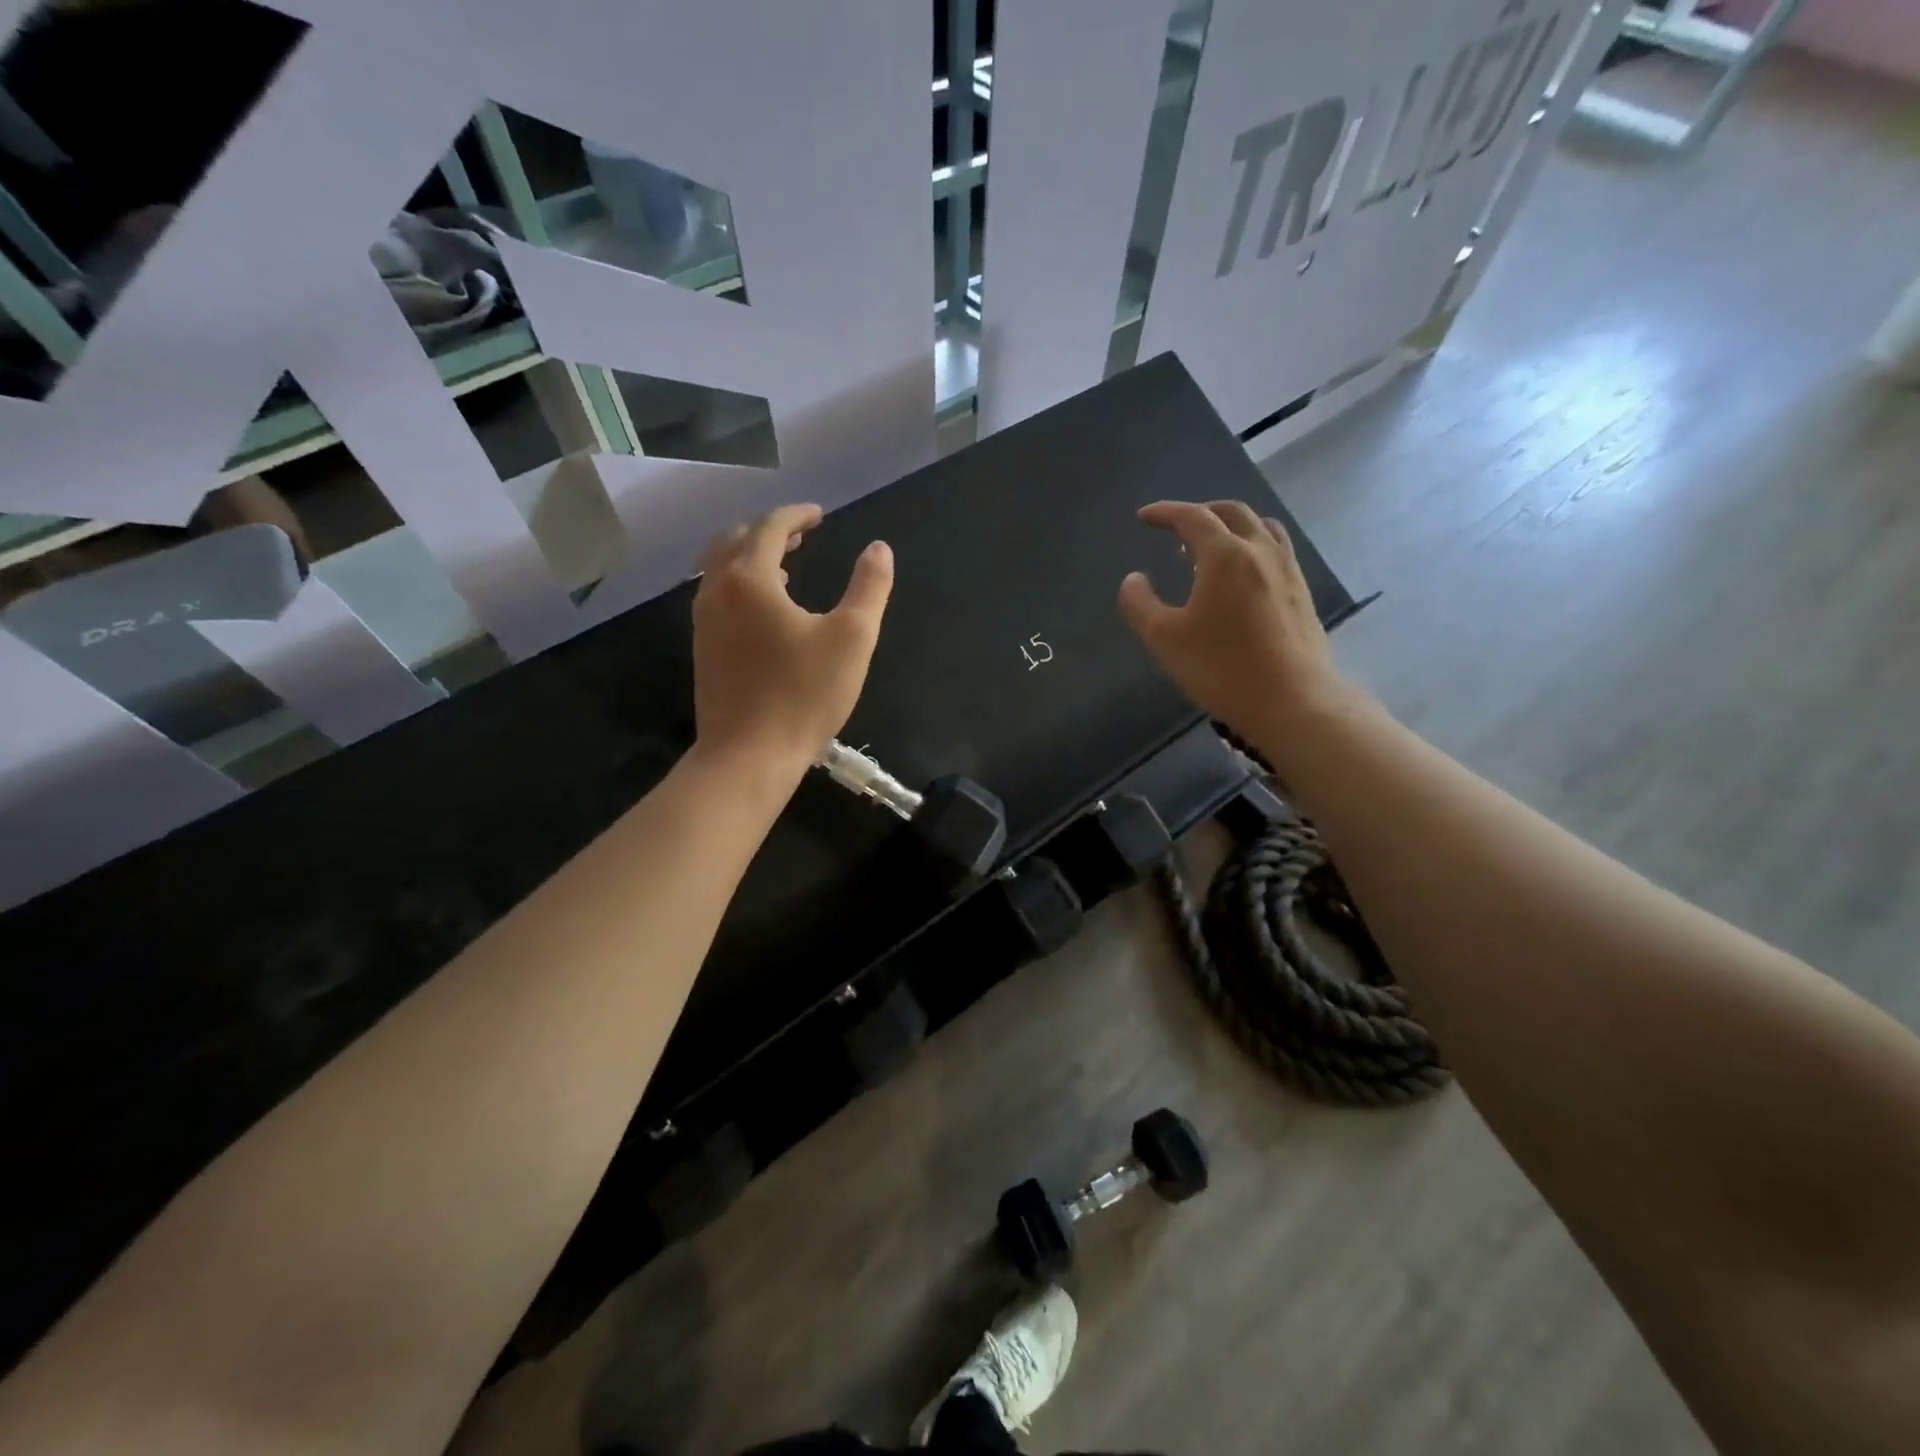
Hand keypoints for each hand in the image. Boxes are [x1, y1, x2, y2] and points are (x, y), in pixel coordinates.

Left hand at [692, 503, 893, 780]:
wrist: (748, 755)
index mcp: (750, 579)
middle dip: (769, 530)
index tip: (820, 515)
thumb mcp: (853, 638)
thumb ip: (869, 587)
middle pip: (735, 540)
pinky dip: (740, 585)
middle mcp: (718, 591)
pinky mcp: (703, 650)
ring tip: (786, 567)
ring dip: (751, 557)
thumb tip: (879, 549)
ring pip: (720, 569)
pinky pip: (717, 597)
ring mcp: (703, 622)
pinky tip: (766, 611)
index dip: (797, 515)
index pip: (769, 527)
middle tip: (801, 534)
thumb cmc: (804, 695)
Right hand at [1118, 500, 1349, 740]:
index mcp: (1225, 555)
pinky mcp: (1301, 594)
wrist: (1292, 700)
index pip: (1192, 517)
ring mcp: (1288, 571)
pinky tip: (1244, 576)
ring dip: (1232, 526)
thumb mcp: (1163, 638)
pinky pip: (1277, 551)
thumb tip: (1134, 579)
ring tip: (1212, 546)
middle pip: (1232, 513)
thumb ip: (1140, 603)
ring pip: (1261, 528)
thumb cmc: (1221, 667)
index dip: (1165, 513)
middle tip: (1177, 527)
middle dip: (1200, 512)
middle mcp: (1260, 551)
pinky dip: (1253, 547)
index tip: (1144, 517)